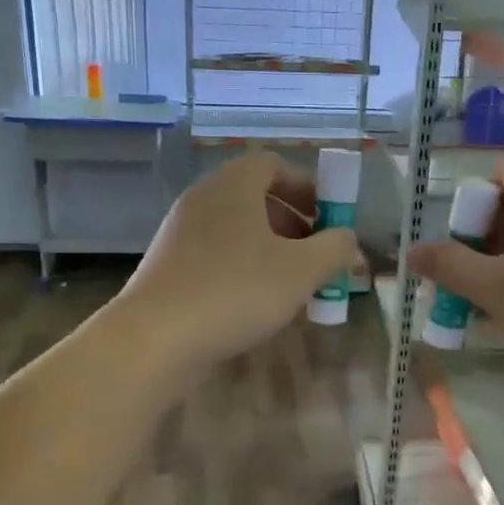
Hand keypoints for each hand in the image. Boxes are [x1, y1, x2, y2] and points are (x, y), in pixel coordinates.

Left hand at [115, 151, 360, 378]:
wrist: (155, 338)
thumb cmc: (235, 291)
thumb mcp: (301, 271)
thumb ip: (334, 249)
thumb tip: (348, 240)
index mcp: (233, 186)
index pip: (273, 165)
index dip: (307, 187)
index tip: (329, 218)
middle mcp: (203, 199)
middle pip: (256, 197)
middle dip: (294, 223)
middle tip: (317, 254)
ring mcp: (181, 233)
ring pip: (237, 229)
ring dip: (271, 249)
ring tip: (293, 284)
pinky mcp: (170, 266)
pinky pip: (217, 254)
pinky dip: (243, 267)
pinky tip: (256, 303)